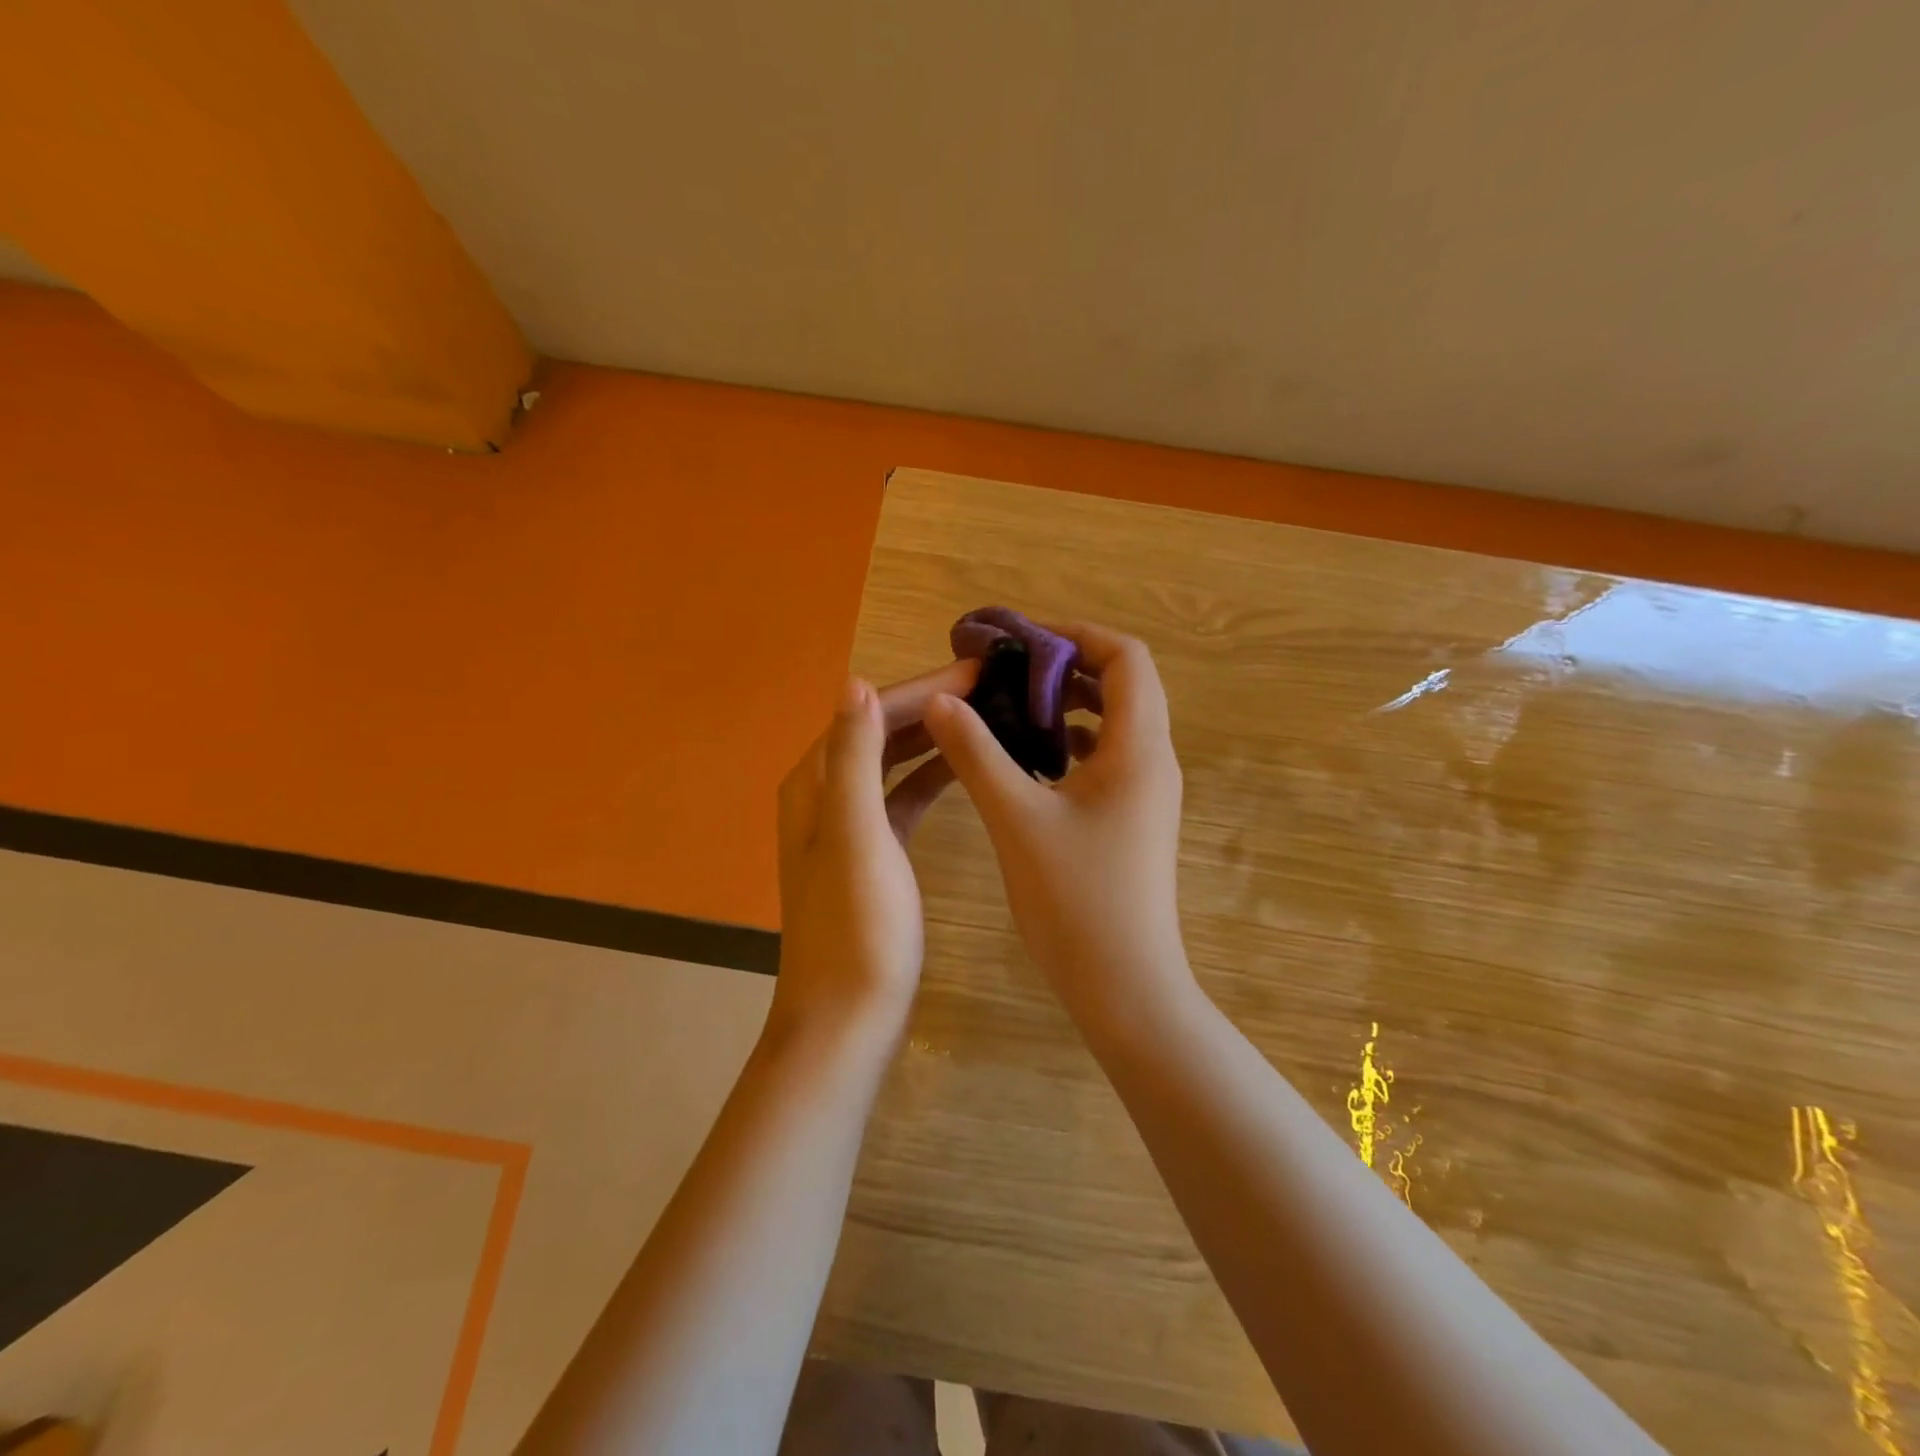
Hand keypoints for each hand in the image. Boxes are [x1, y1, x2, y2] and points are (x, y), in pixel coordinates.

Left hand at [768, 662, 978, 1047]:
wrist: (847, 1019)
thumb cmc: (857, 928)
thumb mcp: (856, 835)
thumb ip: (853, 758)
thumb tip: (856, 683)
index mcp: (815, 782)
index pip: (870, 712)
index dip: (923, 686)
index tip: (980, 669)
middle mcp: (826, 794)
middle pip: (882, 731)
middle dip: (933, 704)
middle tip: (995, 686)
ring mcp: (850, 825)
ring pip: (895, 761)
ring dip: (935, 736)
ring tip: (989, 715)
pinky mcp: (875, 852)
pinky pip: (904, 796)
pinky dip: (933, 776)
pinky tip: (967, 767)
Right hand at [923, 621, 1192, 1031]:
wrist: (1124, 986)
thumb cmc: (1074, 900)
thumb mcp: (1016, 818)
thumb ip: (976, 753)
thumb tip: (942, 700)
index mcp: (1138, 748)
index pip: (1126, 657)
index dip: (1076, 636)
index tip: (1020, 641)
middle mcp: (1153, 760)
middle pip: (1123, 684)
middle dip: (1065, 667)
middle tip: (1006, 671)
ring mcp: (1148, 792)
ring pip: (1115, 722)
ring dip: (1068, 705)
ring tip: (1011, 709)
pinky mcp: (1135, 818)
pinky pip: (1108, 758)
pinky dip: (1072, 743)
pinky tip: (1029, 761)